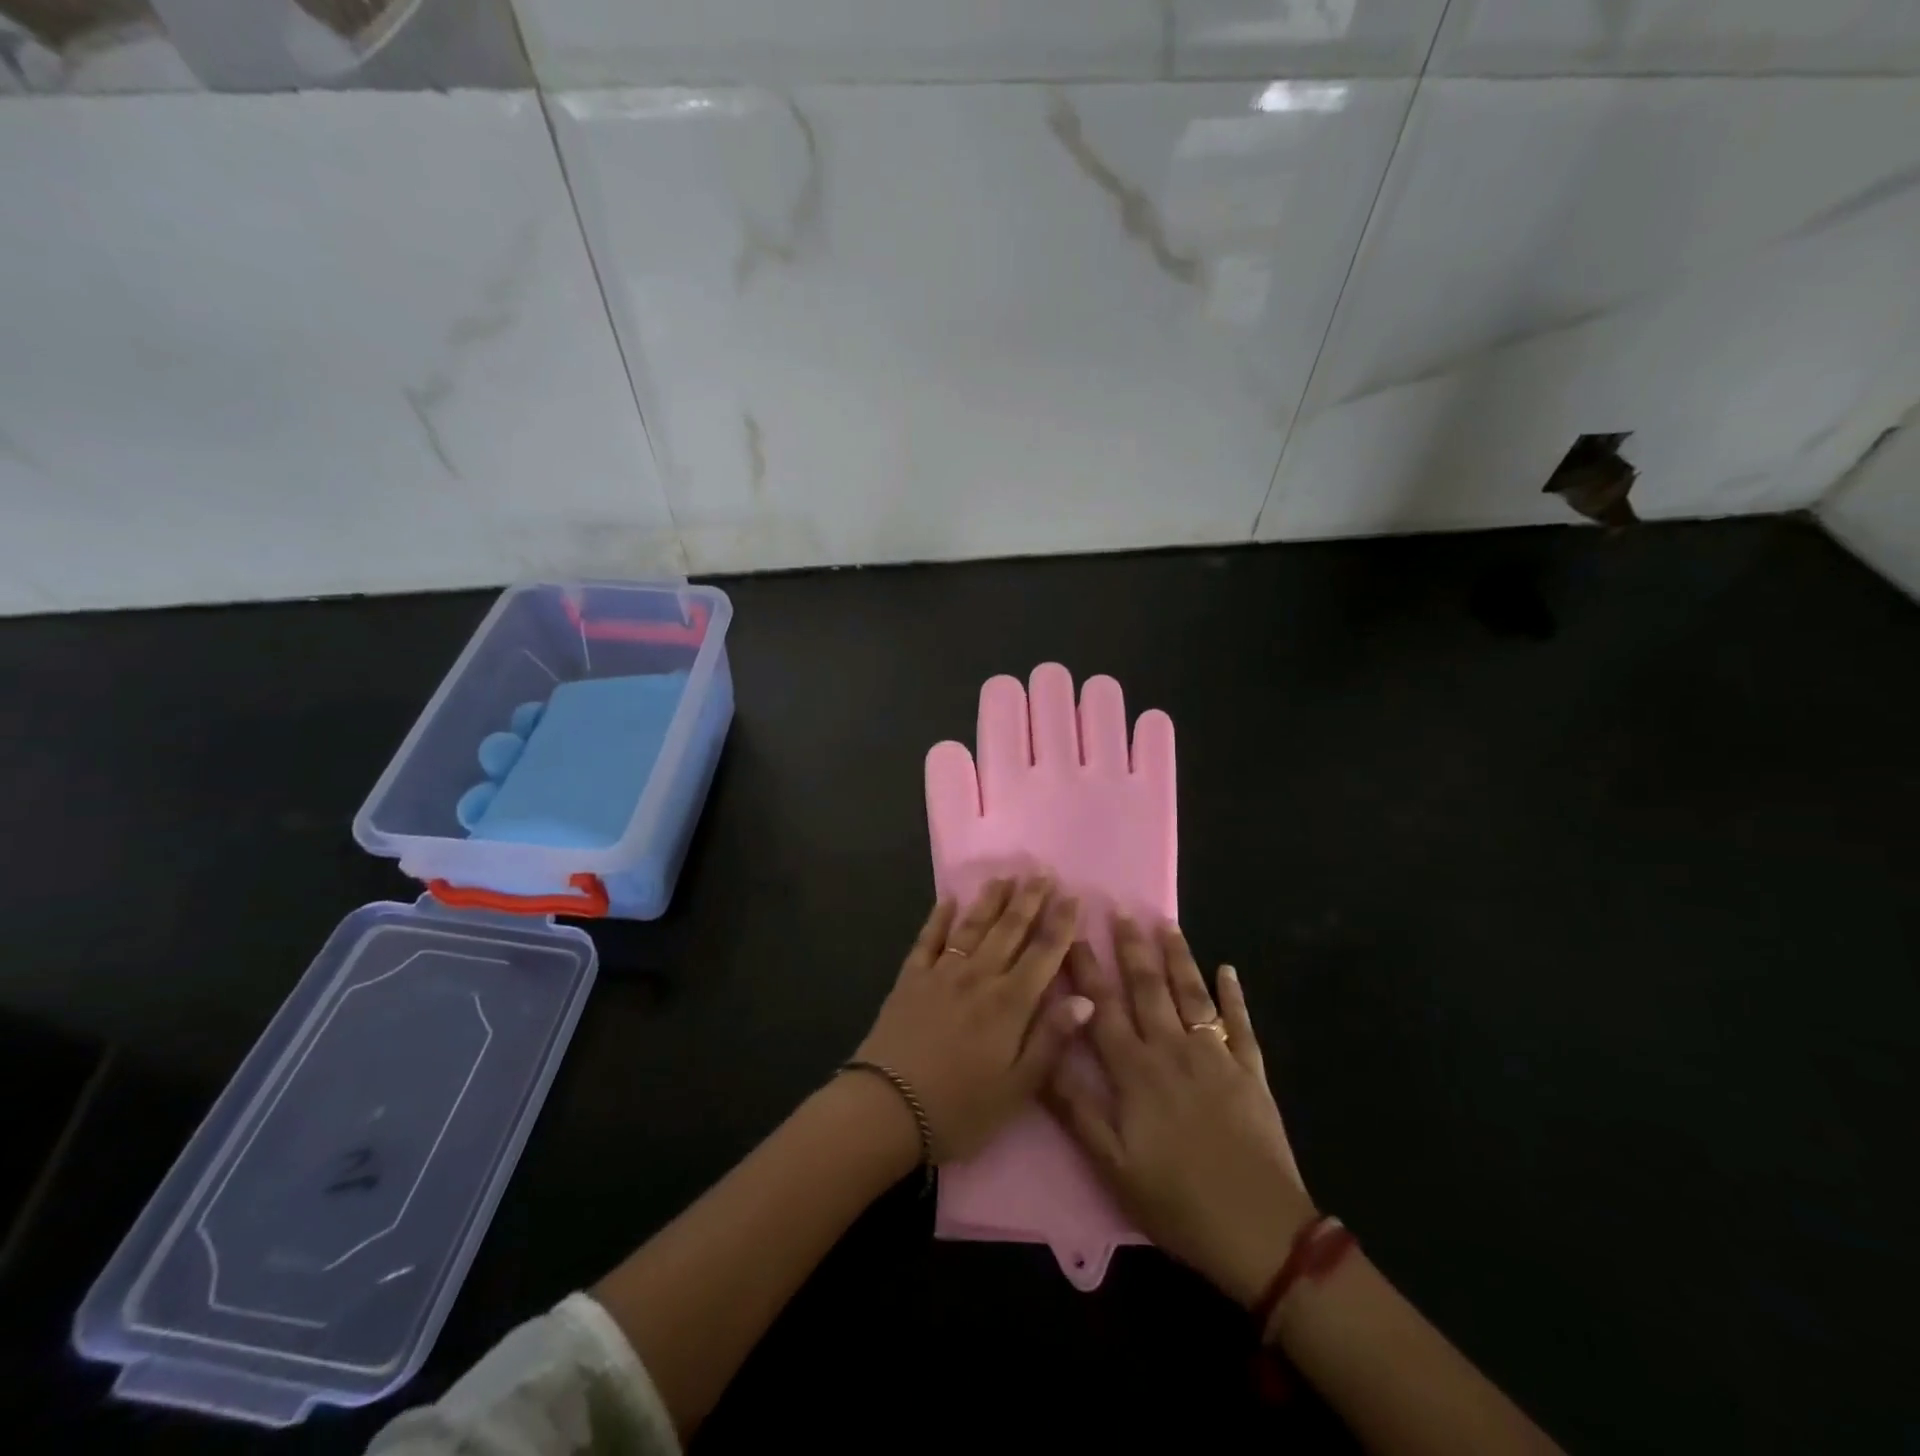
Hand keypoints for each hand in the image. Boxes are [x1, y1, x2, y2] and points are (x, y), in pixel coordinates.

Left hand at [856, 877, 1094, 1163]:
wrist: (887, 1108)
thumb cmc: (960, 1108)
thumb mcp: (1018, 1087)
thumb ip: (1051, 1040)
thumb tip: (1085, 998)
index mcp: (1010, 1003)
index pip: (1044, 953)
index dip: (1061, 923)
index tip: (1074, 896)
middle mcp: (979, 977)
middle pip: (1009, 930)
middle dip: (1029, 900)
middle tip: (1042, 872)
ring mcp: (942, 973)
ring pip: (972, 927)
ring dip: (991, 900)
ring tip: (1005, 876)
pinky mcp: (911, 979)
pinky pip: (928, 940)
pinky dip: (939, 918)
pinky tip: (948, 899)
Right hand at [1047, 917, 1315, 1307]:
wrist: (1259, 1231)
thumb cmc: (1177, 1201)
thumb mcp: (1112, 1164)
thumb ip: (1076, 1107)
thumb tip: (1044, 1055)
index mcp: (1135, 1071)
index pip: (1102, 1007)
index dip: (1086, 969)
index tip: (1074, 933)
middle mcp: (1172, 1050)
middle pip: (1147, 988)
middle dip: (1131, 947)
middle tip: (1120, 909)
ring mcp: (1216, 1057)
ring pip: (1191, 994)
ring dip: (1177, 957)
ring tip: (1166, 923)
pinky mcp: (1251, 1072)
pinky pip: (1240, 1024)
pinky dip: (1234, 995)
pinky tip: (1228, 969)